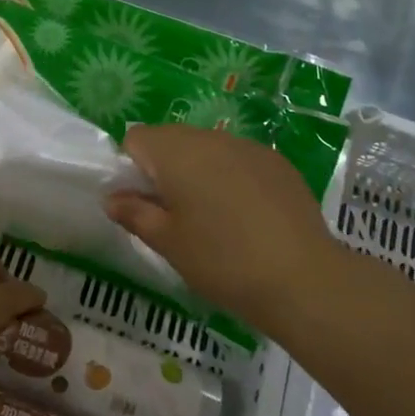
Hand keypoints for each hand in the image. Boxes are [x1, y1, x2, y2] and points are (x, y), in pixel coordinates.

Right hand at [103, 125, 349, 338]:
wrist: (302, 278)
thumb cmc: (221, 260)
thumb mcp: (167, 242)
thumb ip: (134, 213)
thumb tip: (112, 198)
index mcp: (176, 152)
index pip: (136, 138)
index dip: (131, 167)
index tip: (143, 203)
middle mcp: (210, 138)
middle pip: (172, 139)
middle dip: (164, 169)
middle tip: (173, 214)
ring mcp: (248, 147)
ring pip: (208, 148)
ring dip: (199, 172)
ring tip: (212, 217)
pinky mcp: (277, 162)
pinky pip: (239, 159)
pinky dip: (232, 178)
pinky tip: (246, 217)